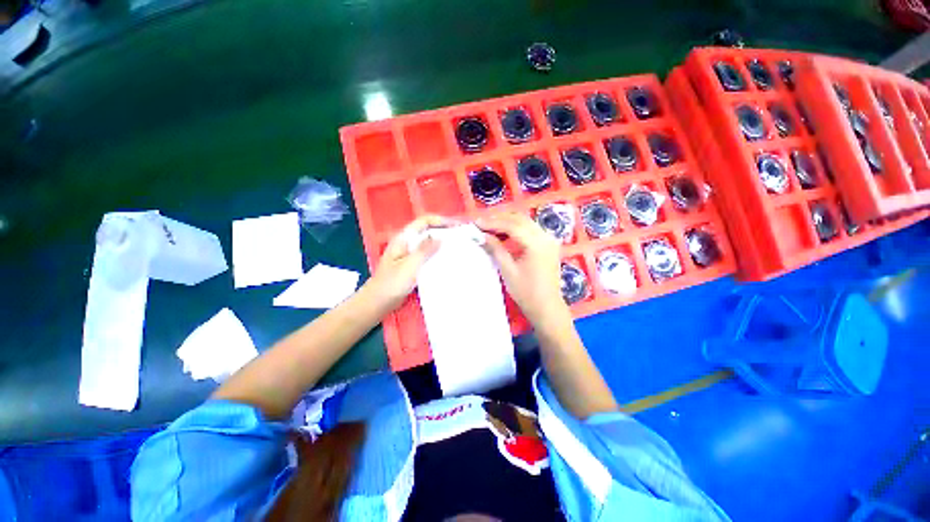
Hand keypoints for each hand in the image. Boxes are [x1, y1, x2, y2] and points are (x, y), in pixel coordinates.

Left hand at [364, 215, 448, 311]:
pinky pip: (426, 255)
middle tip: (460, 237)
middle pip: (427, 230)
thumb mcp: (410, 265)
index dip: (440, 221)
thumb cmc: (392, 283)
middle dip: (443, 231)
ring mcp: (408, 254)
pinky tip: (445, 261)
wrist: (378, 302)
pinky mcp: (411, 264)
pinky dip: (436, 254)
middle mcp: (406, 242)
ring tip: (456, 247)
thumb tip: (441, 237)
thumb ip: (425, 250)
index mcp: (403, 238)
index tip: (456, 226)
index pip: (424, 221)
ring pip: (427, 243)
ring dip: (440, 243)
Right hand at [476, 213, 567, 326]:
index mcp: (537, 244)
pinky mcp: (548, 244)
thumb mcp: (508, 270)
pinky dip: (516, 228)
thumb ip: (496, 249)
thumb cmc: (526, 292)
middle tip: (482, 223)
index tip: (477, 223)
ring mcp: (549, 240)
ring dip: (508, 222)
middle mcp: (546, 237)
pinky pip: (531, 229)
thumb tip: (482, 235)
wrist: (546, 307)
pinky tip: (504, 233)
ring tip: (490, 226)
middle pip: (520, 219)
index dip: (493, 222)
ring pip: (526, 222)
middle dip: (500, 219)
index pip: (512, 225)